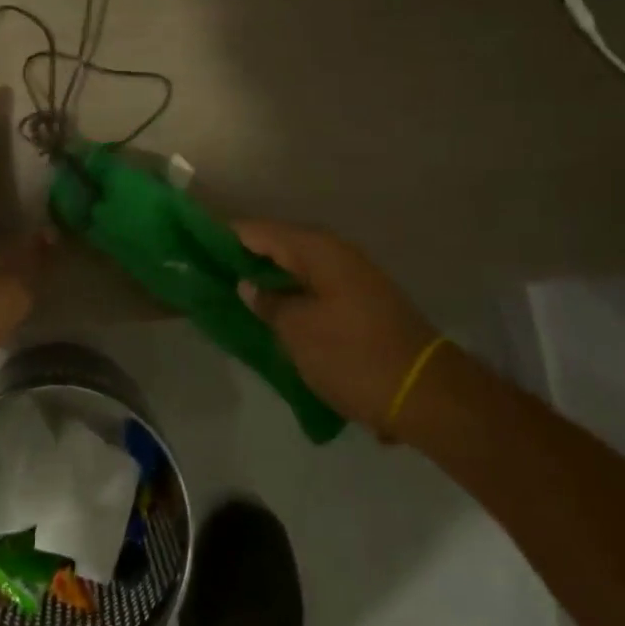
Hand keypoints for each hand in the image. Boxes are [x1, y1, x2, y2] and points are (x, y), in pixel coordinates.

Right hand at [231, 221, 440, 439]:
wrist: (427, 395)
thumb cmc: (353, 356)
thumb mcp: (298, 331)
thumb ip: (268, 303)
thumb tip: (250, 285)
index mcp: (318, 250)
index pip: (259, 231)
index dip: (227, 237)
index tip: (197, 246)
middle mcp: (337, 254)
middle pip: (280, 246)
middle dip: (247, 258)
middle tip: (210, 273)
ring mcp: (354, 278)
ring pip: (299, 269)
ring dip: (270, 279)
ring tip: (235, 295)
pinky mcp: (363, 303)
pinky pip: (315, 288)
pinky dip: (292, 296)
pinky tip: (273, 314)